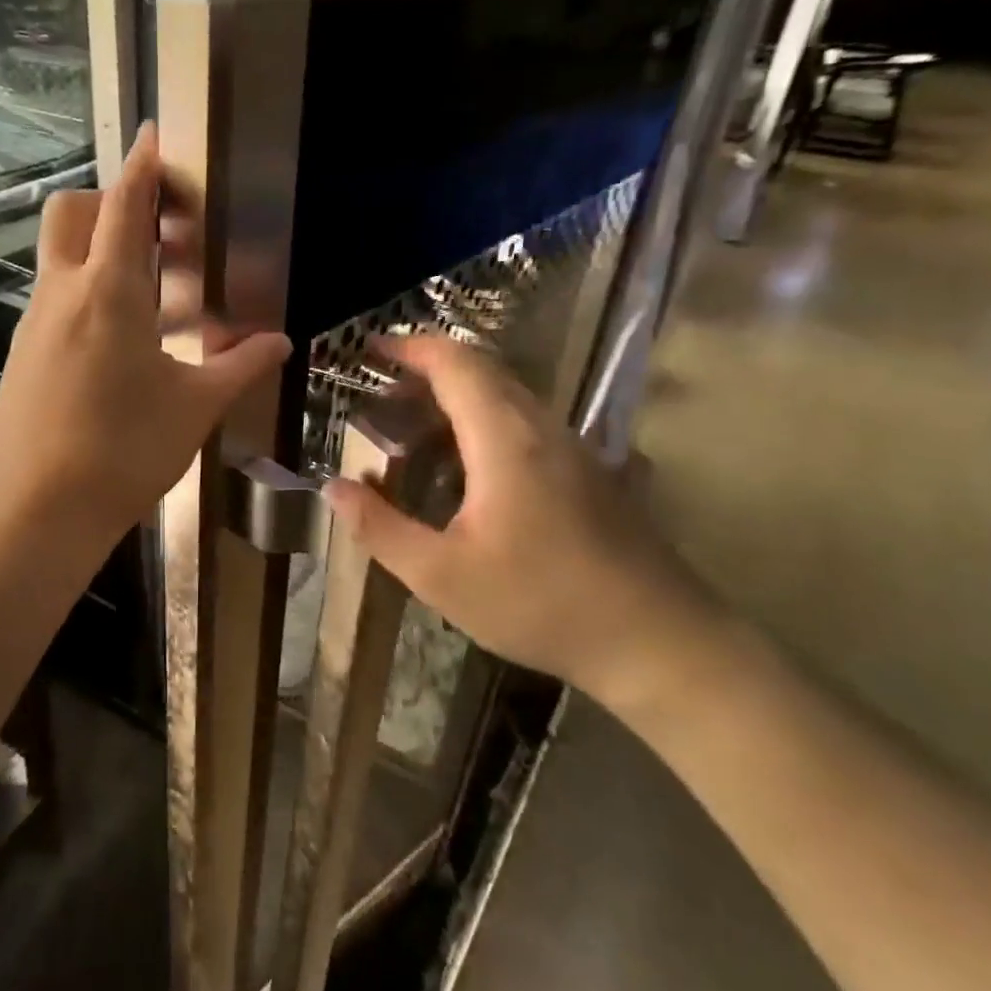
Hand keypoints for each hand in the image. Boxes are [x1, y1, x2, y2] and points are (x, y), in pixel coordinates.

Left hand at [0, 123, 291, 552]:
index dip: (142, 166)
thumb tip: (280, 343)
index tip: (153, 134)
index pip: (124, 207)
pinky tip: (119, 339)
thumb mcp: (193, 409)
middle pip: (72, 213)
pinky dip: (84, 290)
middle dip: (111, 202)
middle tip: (159, 232)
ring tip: (152, 290)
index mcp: (108, 293)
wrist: (34, 512)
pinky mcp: (22, 354)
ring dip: (99, 249)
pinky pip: (53, 298)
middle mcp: (62, 294)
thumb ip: (238, 367)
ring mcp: (34, 323)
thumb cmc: (122, 453)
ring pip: (59, 256)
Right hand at [320, 335, 726, 707]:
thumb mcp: (442, 575)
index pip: (456, 364)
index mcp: (506, 439)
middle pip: (484, 372)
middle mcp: (543, 429)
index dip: (411, 348)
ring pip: (508, 398)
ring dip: (457, 398)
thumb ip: (380, 528)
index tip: (370, 349)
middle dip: (428, 370)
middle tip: (381, 394)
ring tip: (414, 429)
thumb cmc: (541, 604)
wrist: (658, 642)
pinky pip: (527, 425)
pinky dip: (484, 423)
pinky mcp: (591, 474)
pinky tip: (466, 471)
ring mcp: (575, 450)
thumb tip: (332, 488)